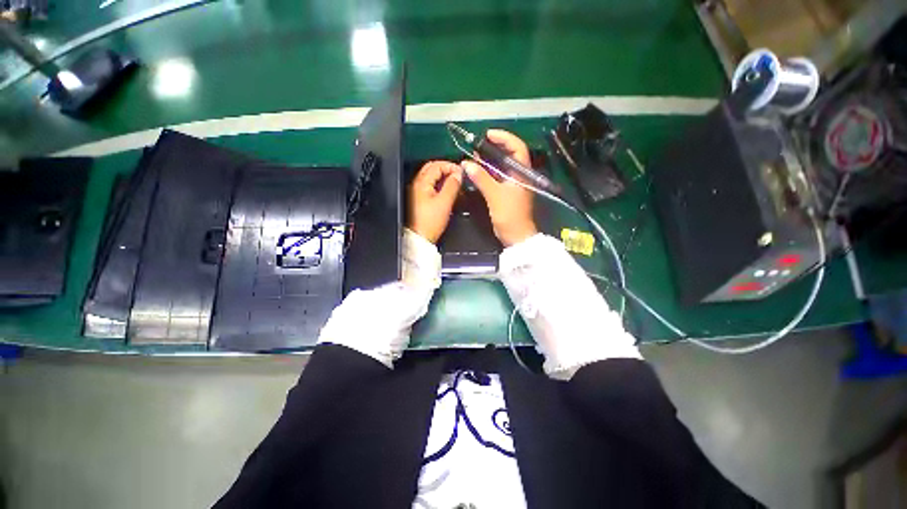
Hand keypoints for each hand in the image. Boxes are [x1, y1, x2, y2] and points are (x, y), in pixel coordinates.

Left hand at [408, 160, 462, 242]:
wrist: (420, 238)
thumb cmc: (429, 223)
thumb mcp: (445, 202)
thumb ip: (452, 186)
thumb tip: (458, 174)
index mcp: (422, 183)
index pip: (437, 165)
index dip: (451, 166)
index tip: (461, 172)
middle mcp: (418, 185)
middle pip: (433, 169)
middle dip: (447, 170)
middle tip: (459, 176)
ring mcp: (418, 192)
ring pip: (433, 178)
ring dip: (445, 179)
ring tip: (456, 186)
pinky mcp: (421, 200)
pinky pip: (432, 187)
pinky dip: (441, 187)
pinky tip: (449, 194)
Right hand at [460, 130, 537, 246]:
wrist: (515, 235)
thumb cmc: (510, 214)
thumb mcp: (495, 195)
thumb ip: (481, 178)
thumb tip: (466, 164)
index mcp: (522, 172)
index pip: (517, 147)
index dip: (504, 137)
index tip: (488, 135)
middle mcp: (519, 174)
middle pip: (508, 154)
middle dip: (493, 148)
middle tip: (477, 146)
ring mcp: (513, 183)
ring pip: (501, 166)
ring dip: (489, 161)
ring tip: (474, 156)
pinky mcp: (507, 192)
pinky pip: (497, 177)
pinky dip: (488, 172)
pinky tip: (477, 171)